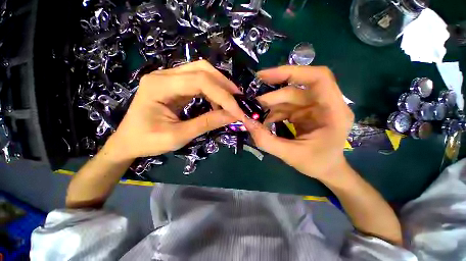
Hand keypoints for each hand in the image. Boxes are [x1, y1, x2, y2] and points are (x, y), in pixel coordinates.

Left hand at [109, 60, 244, 160]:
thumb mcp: (179, 136)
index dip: (223, 96)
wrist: (128, 142)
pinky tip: (218, 103)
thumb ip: (207, 123)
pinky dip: (213, 91)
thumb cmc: (148, 141)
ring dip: (220, 86)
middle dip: (225, 86)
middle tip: (239, 101)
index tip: (239, 111)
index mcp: (159, 86)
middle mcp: (164, 75)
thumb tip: (233, 116)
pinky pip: (198, 81)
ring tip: (231, 102)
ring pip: (202, 72)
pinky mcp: (174, 85)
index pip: (200, 82)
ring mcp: (169, 78)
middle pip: (202, 70)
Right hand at [243, 66, 353, 180]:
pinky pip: (286, 107)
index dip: (291, 72)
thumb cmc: (317, 164)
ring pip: (288, 98)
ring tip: (255, 115)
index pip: (317, 78)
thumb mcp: (290, 155)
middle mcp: (326, 104)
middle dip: (272, 97)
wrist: (327, 169)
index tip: (265, 76)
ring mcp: (315, 107)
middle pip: (295, 90)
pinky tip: (263, 120)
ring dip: (269, 106)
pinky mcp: (305, 112)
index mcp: (334, 112)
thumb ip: (266, 140)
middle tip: (251, 105)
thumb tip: (246, 122)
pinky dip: (273, 112)